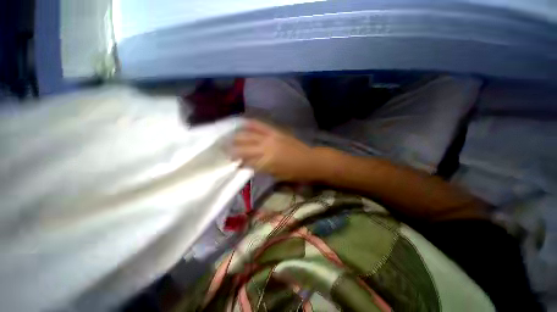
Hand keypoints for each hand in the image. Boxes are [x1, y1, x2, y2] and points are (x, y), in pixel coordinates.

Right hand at [231, 120, 319, 181]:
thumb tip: (247, 164)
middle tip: (222, 150)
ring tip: (228, 138)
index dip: (236, 162)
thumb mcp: (276, 175)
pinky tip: (241, 123)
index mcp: (266, 162)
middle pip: (243, 147)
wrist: (309, 160)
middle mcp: (265, 148)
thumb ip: (260, 168)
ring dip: (236, 137)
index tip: (228, 162)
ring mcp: (270, 137)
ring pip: (248, 135)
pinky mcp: (275, 131)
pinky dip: (250, 124)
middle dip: (232, 149)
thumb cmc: (294, 172)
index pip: (245, 161)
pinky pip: (260, 125)